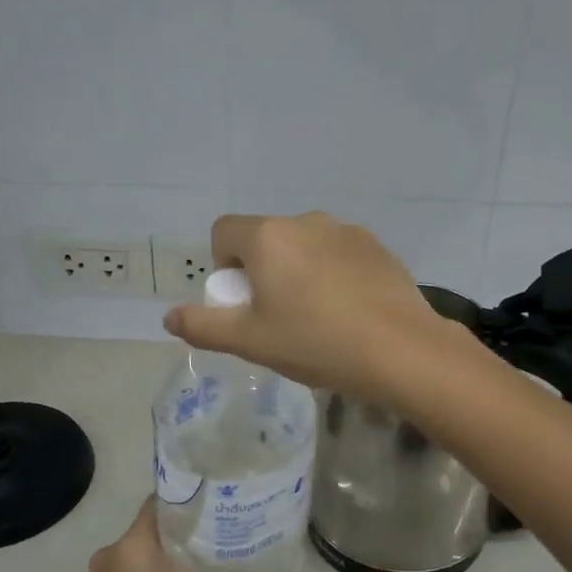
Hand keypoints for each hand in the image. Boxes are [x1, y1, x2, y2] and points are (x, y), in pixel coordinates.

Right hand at [163, 212, 468, 403]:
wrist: (401, 351)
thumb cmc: (316, 343)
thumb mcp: (250, 342)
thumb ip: (203, 326)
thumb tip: (170, 316)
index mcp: (269, 237)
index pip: (224, 232)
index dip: (224, 267)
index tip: (245, 303)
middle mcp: (306, 221)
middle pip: (266, 239)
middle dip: (263, 272)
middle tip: (280, 318)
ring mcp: (347, 231)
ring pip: (305, 247)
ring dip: (300, 272)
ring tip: (320, 319)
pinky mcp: (378, 247)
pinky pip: (340, 255)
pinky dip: (335, 275)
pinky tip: (351, 312)